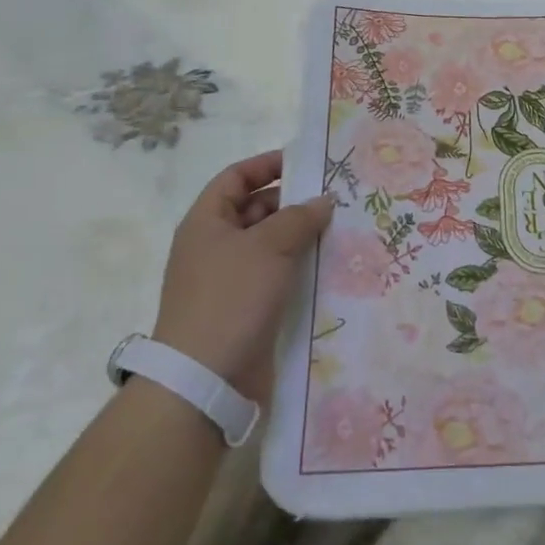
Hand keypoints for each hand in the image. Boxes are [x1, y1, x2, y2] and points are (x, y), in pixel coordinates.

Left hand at [151, 150, 332, 400]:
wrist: (204, 381)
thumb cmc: (231, 298)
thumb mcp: (269, 246)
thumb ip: (299, 217)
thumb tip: (322, 201)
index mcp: (206, 222)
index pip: (236, 177)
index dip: (268, 165)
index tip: (306, 163)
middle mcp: (213, 246)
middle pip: (254, 210)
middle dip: (292, 202)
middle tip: (334, 199)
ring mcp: (227, 281)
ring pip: (268, 245)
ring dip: (299, 237)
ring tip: (339, 231)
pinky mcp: (243, 310)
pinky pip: (274, 277)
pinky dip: (297, 268)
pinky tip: (327, 267)